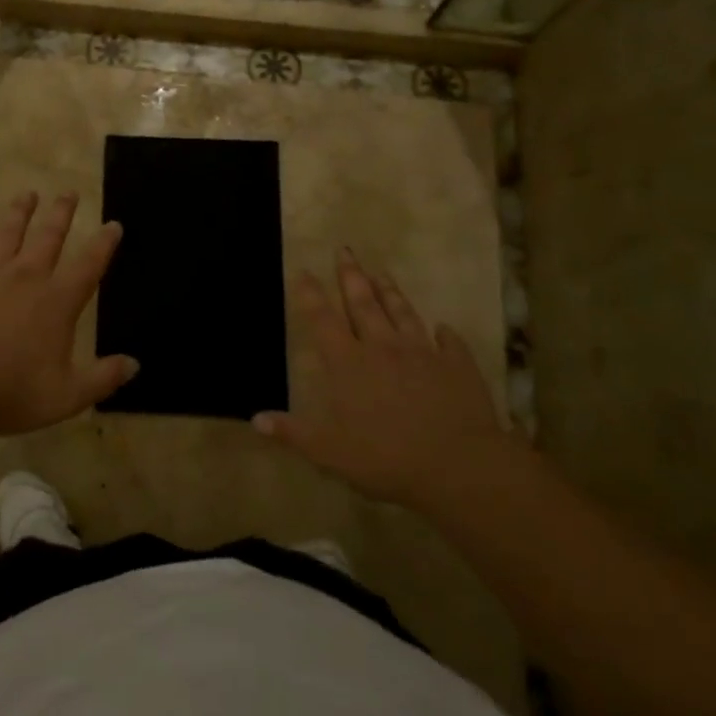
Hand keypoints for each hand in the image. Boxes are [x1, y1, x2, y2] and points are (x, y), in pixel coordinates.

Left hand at [0, 190, 136, 435]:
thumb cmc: (10, 392)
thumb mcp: (66, 396)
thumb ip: (102, 379)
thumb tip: (135, 365)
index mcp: (56, 302)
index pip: (88, 266)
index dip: (104, 244)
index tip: (113, 224)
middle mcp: (26, 277)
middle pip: (48, 237)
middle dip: (61, 214)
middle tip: (69, 192)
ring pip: (7, 234)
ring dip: (18, 213)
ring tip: (27, 194)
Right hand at [255, 248, 517, 509]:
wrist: (459, 464)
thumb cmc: (386, 457)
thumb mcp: (329, 452)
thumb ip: (293, 433)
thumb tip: (255, 419)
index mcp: (348, 363)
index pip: (323, 320)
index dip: (311, 295)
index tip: (304, 271)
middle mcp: (382, 347)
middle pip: (363, 303)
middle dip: (351, 276)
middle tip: (345, 250)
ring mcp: (422, 353)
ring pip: (403, 313)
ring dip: (391, 292)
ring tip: (382, 272)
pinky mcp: (457, 367)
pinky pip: (449, 344)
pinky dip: (445, 334)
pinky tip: (444, 327)